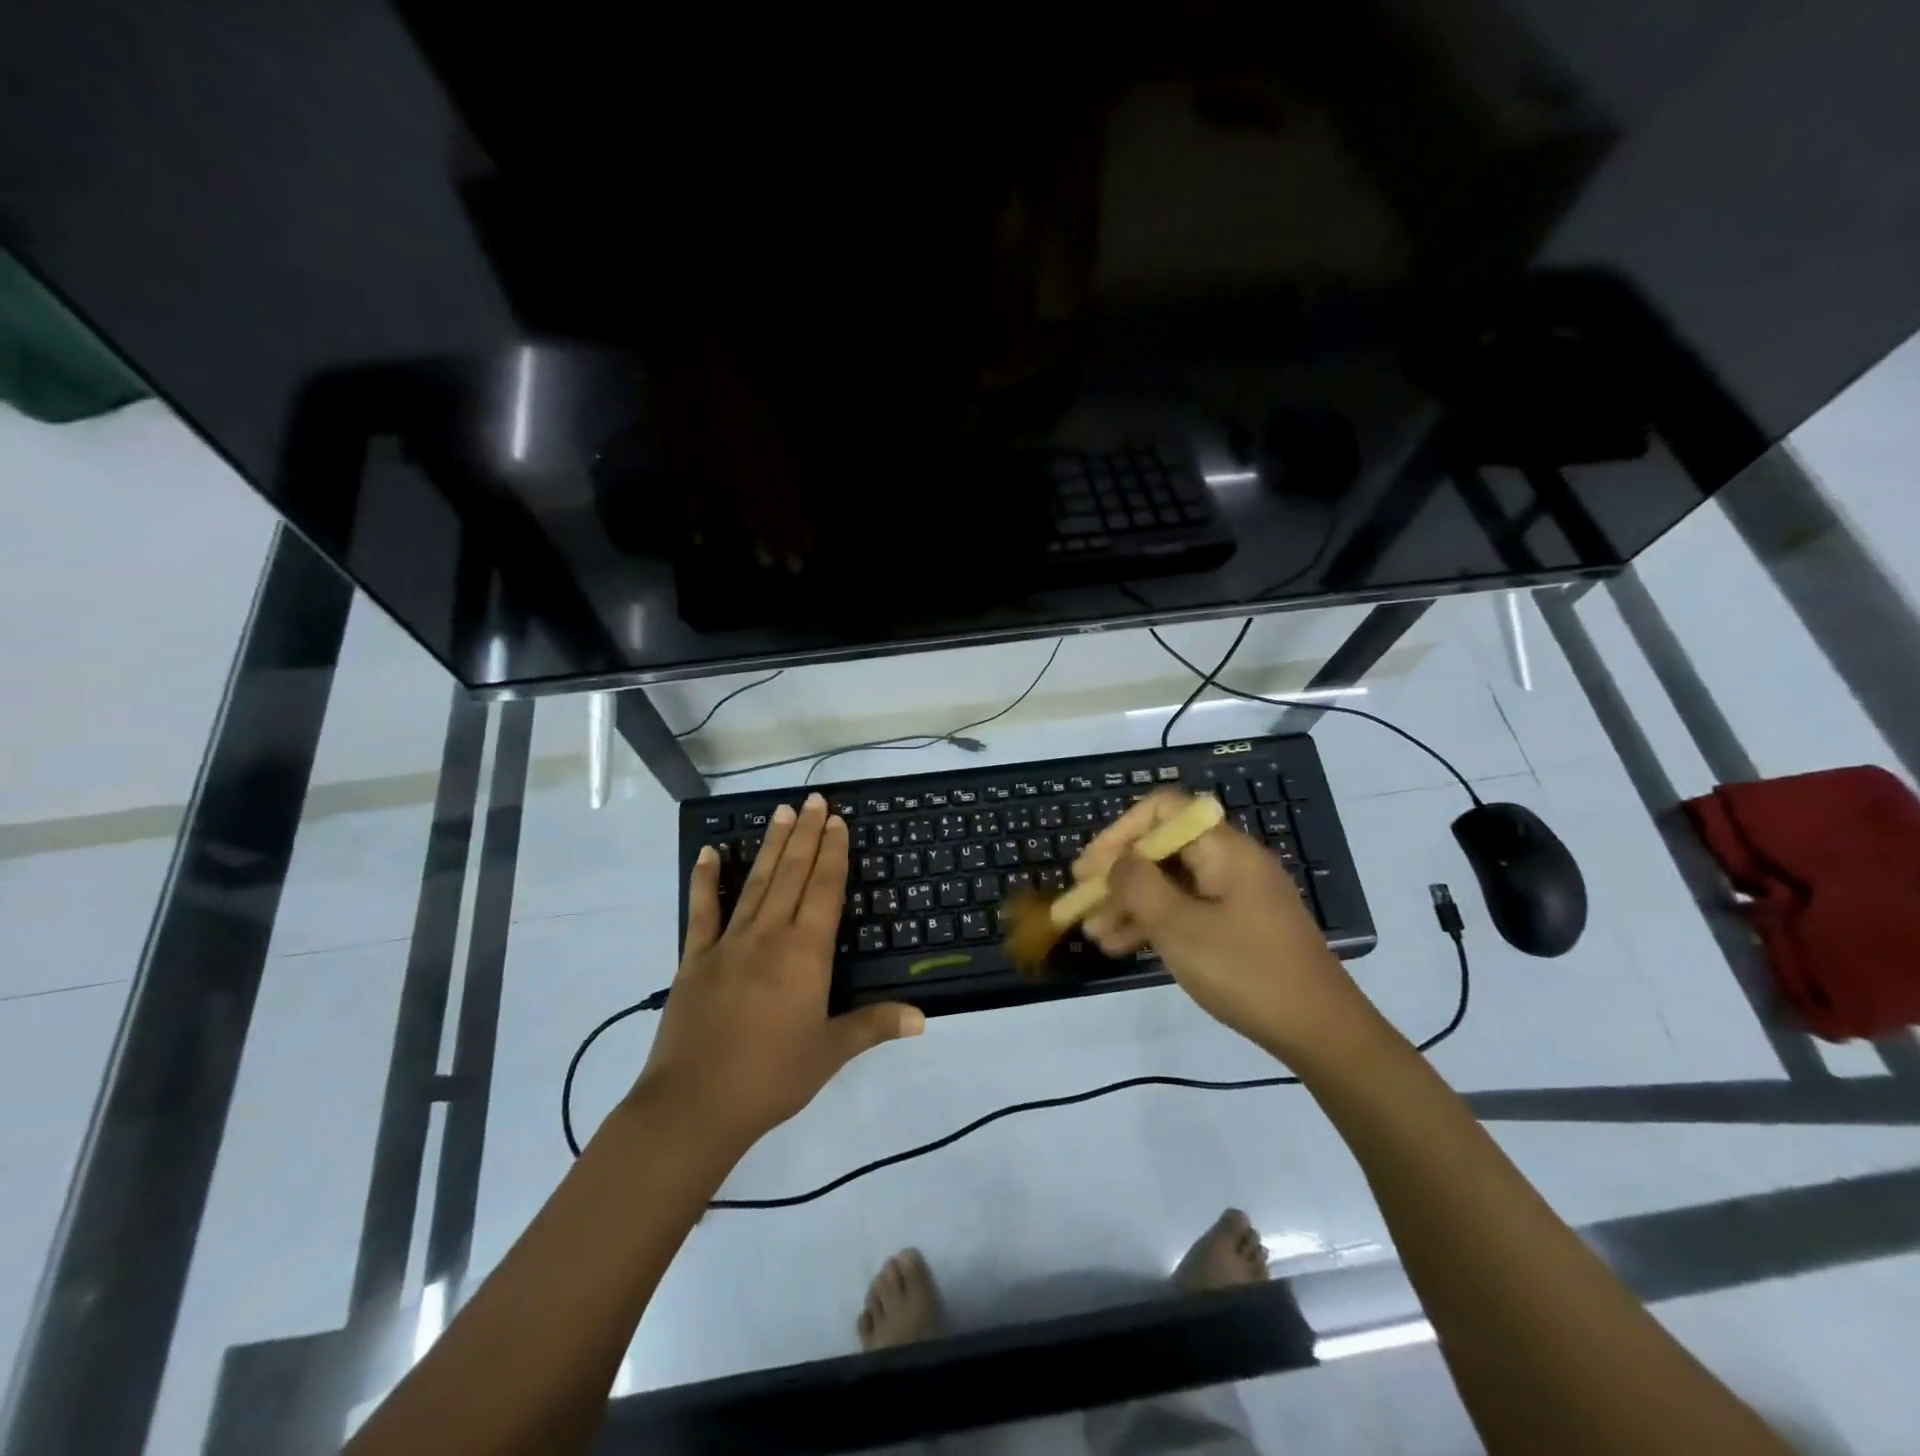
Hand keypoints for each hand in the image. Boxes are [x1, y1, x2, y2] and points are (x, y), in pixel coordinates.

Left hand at [635, 793, 922, 1150]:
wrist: (694, 1106)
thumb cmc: (771, 1077)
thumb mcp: (830, 1052)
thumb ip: (874, 1026)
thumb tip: (923, 1018)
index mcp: (805, 953)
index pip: (824, 890)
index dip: (833, 854)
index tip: (836, 822)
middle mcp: (768, 936)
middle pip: (791, 874)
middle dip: (805, 835)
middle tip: (813, 800)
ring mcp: (728, 943)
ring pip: (755, 882)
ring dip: (770, 845)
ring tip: (781, 812)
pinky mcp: (694, 959)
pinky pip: (701, 911)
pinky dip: (705, 880)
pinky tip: (709, 852)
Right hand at [1074, 789, 1365, 1055]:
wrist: (1320, 1031)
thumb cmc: (1245, 970)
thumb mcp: (1179, 927)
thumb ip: (1138, 885)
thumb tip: (1115, 861)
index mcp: (1223, 849)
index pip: (1163, 810)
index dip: (1120, 831)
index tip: (1091, 867)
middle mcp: (1230, 861)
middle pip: (1162, 849)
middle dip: (1118, 874)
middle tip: (1082, 902)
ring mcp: (1236, 895)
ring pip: (1170, 883)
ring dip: (1130, 903)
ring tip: (1094, 934)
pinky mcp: (1239, 925)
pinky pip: (1186, 909)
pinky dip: (1154, 922)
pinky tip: (1123, 947)